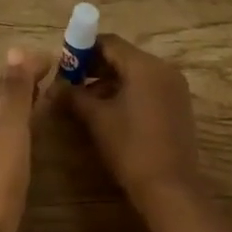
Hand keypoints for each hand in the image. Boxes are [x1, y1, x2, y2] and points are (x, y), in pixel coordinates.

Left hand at [0, 49, 43, 231]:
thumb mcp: (8, 131)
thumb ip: (14, 93)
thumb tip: (15, 49)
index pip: (3, 82)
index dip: (25, 67)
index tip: (56, 60)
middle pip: (0, 101)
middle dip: (24, 85)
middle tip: (55, 80)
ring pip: (2, 123)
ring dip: (22, 109)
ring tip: (48, 106)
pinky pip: (7, 147)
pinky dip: (22, 135)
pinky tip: (32, 149)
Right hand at [54, 35, 204, 204]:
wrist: (170, 189)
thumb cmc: (131, 148)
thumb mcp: (97, 119)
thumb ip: (73, 96)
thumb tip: (53, 87)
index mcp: (145, 66)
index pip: (109, 42)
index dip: (83, 50)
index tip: (64, 66)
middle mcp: (164, 69)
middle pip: (123, 56)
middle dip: (95, 67)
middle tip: (71, 84)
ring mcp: (174, 87)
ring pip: (135, 73)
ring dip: (109, 81)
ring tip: (85, 102)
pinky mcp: (178, 105)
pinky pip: (148, 87)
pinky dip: (127, 92)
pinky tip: (109, 112)